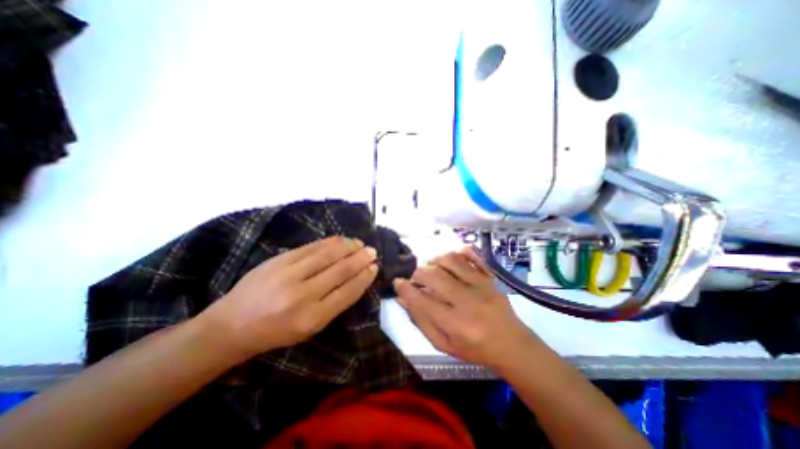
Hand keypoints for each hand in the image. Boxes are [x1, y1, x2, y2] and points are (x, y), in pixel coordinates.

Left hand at [197, 236, 377, 357]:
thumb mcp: (309, 328)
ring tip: (360, 243)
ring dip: (348, 247)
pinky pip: (311, 247)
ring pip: (327, 255)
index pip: (347, 292)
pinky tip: (340, 240)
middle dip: (360, 259)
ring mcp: (288, 275)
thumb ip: (334, 305)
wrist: (230, 325)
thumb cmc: (275, 332)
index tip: (374, 268)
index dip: (364, 278)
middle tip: (372, 251)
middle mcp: (302, 296)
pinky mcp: (278, 260)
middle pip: (340, 271)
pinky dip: (329, 242)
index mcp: (312, 319)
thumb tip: (356, 280)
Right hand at [393, 247, 536, 369]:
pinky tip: (450, 260)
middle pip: (435, 276)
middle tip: (416, 279)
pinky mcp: (490, 277)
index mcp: (456, 325)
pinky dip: (459, 253)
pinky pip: (473, 256)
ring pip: (451, 260)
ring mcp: (482, 285)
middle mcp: (468, 301)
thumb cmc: (475, 349)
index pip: (423, 301)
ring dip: (434, 260)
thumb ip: (422, 321)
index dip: (406, 289)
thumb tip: (403, 299)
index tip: (398, 283)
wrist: (512, 345)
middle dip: (418, 273)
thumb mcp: (444, 344)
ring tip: (431, 268)